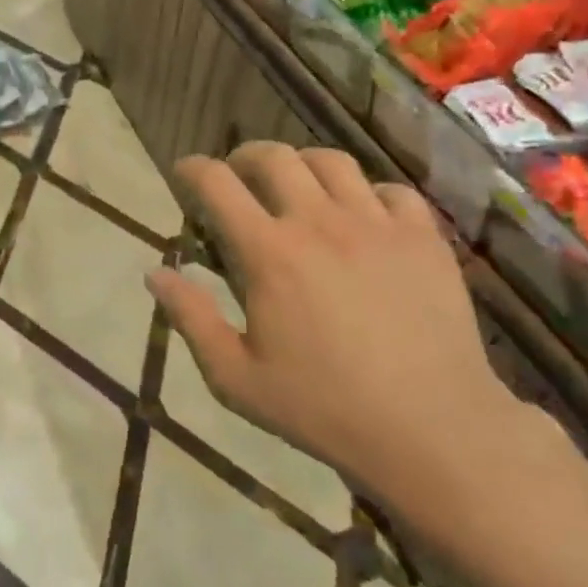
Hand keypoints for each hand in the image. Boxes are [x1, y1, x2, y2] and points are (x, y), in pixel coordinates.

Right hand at [147, 142, 535, 530]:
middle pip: (274, 157)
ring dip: (302, 165)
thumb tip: (155, 273)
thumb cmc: (323, 407)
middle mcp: (320, 222)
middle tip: (237, 177)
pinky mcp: (424, 238)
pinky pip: (392, 190)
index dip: (192, 169)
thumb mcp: (236, 377)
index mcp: (269, 253)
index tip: (182, 173)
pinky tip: (362, 217)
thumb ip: (191, 319)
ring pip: (332, 162)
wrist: (432, 429)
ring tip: (297, 187)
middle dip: (244, 157)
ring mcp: (377, 224)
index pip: (217, 184)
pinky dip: (367, 193)